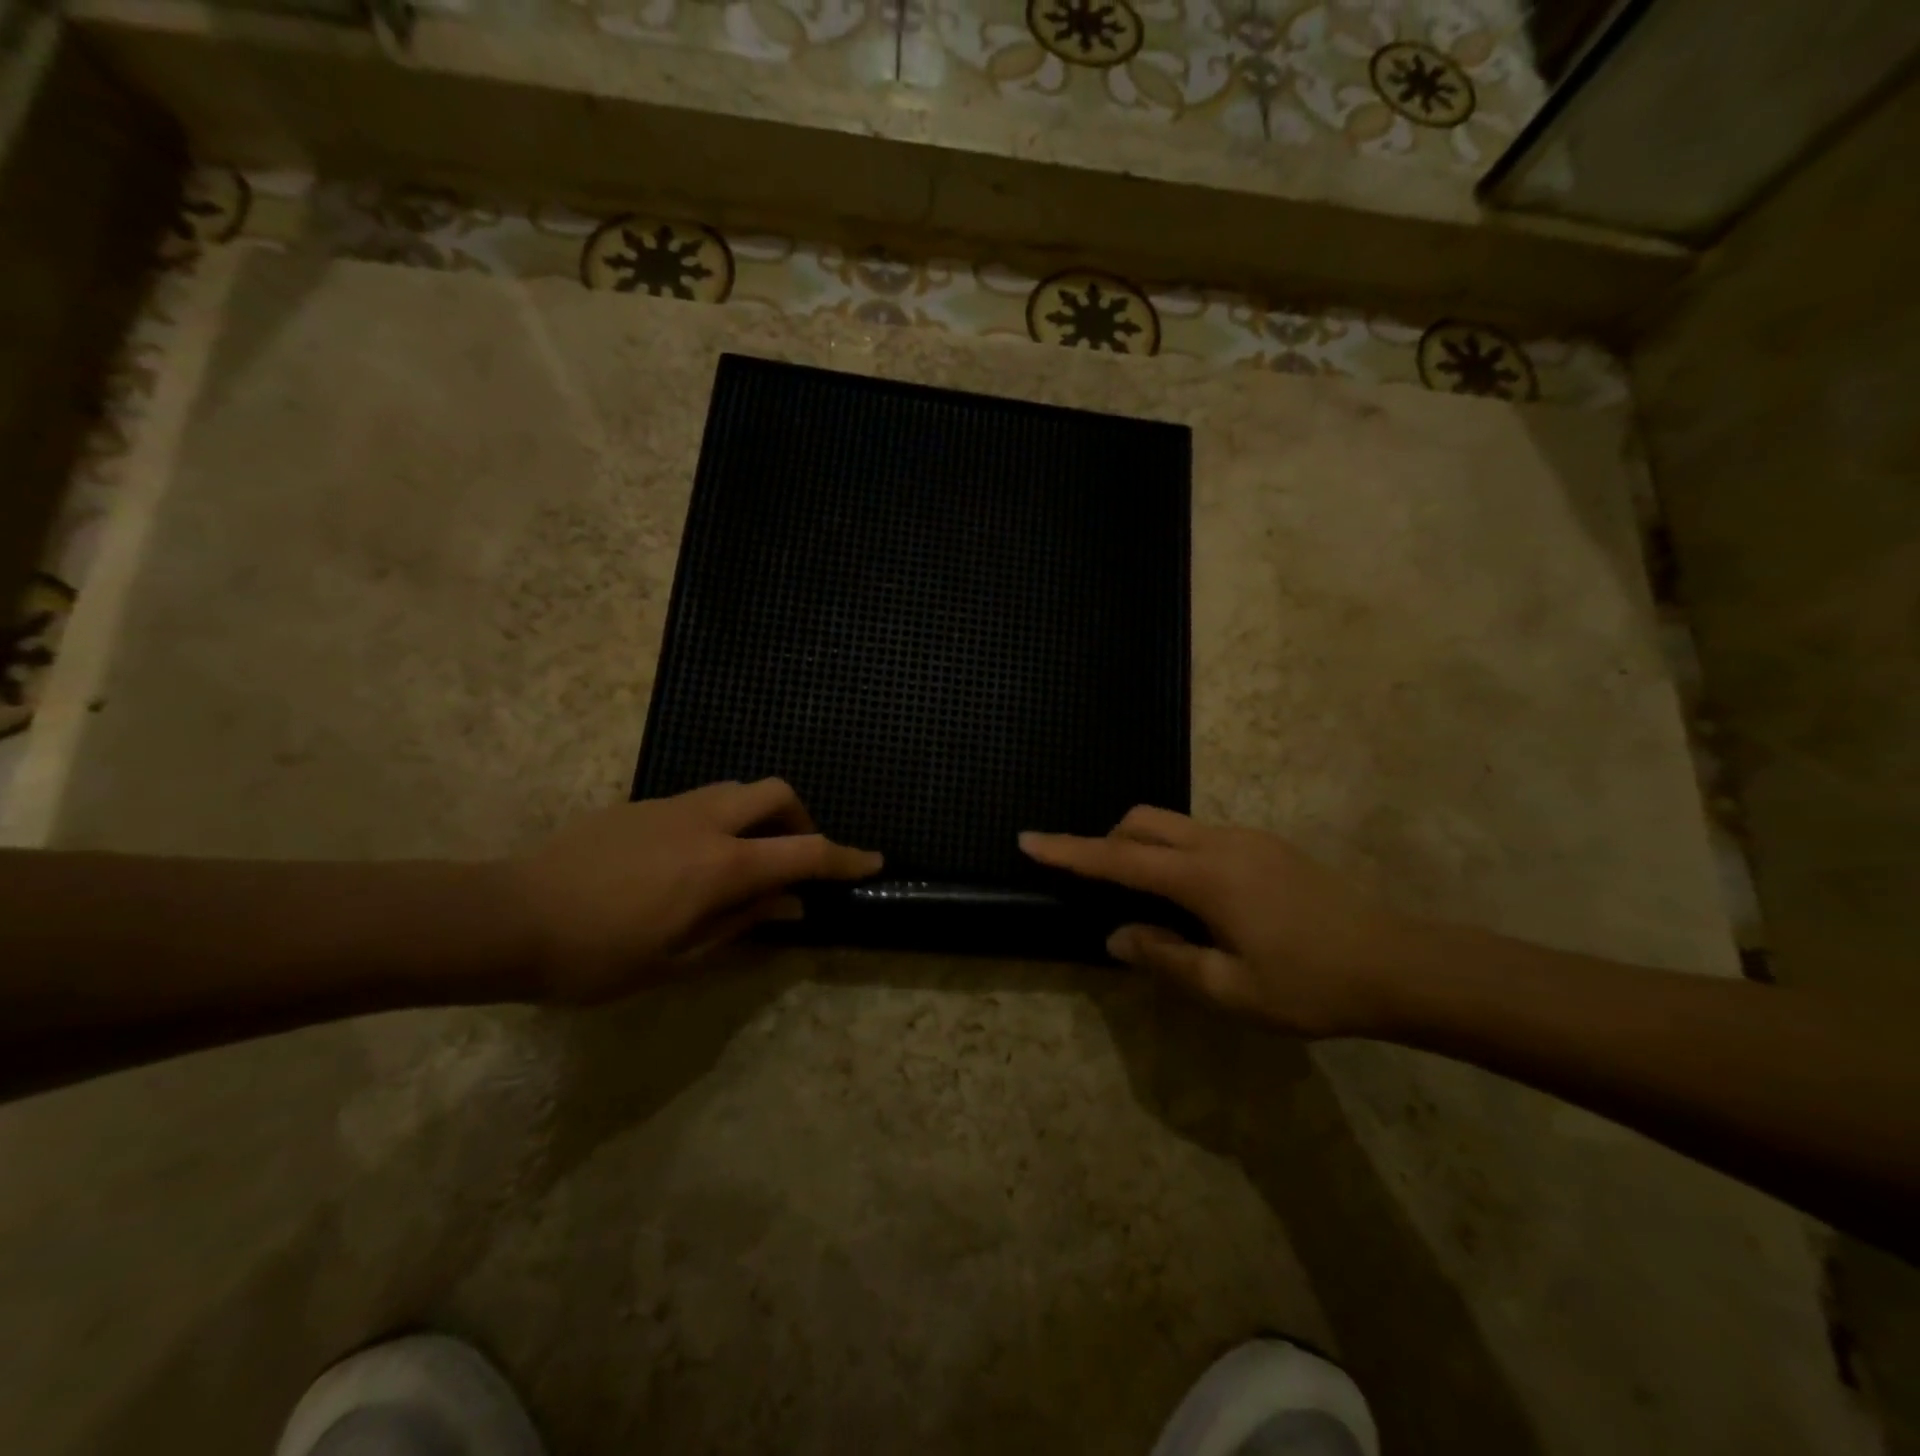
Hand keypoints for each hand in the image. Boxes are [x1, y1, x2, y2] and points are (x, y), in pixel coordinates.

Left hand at [506, 779, 881, 1001]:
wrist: (504, 917)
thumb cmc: (595, 955)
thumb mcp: (677, 958)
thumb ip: (741, 924)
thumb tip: (790, 906)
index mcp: (720, 866)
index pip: (804, 853)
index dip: (845, 858)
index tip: (873, 861)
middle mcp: (705, 822)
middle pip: (777, 793)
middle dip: (802, 820)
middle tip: (793, 860)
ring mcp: (671, 806)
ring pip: (738, 790)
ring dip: (760, 817)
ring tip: (745, 862)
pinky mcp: (641, 805)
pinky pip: (703, 799)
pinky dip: (723, 819)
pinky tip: (694, 861)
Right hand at [1020, 807, 1410, 1036]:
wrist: (1400, 964)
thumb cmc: (1311, 984)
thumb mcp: (1231, 990)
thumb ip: (1166, 959)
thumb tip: (1118, 936)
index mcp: (1204, 877)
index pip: (1118, 859)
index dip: (1069, 852)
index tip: (1029, 840)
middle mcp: (1219, 844)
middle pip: (1143, 823)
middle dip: (1108, 843)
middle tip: (1100, 887)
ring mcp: (1247, 839)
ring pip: (1173, 827)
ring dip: (1144, 851)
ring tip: (1152, 906)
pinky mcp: (1266, 846)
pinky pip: (1200, 837)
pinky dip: (1176, 856)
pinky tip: (1198, 903)